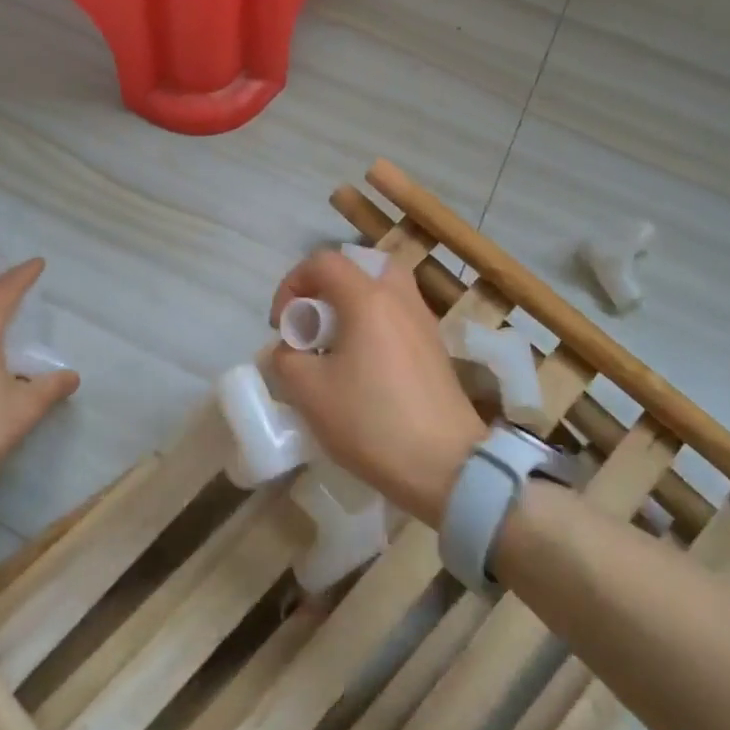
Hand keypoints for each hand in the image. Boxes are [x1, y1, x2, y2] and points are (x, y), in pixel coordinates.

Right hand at [269, 249, 484, 526]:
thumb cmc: (371, 422)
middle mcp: (400, 299)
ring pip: (384, 292)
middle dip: (329, 287)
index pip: (322, 263)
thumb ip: (286, 359)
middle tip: (315, 321)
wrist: (446, 466)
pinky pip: (399, 318)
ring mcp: (424, 323)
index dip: (292, 285)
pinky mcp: (436, 350)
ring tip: (337, 345)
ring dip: (354, 307)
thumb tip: (289, 350)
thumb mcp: (308, 393)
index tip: (282, 325)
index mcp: (367, 299)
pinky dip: (376, 326)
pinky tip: (364, 368)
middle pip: (362, 267)